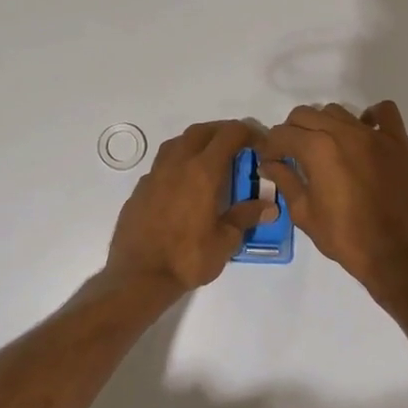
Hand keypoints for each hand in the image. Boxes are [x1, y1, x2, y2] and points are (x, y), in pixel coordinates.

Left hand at [105, 120, 277, 295]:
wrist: (138, 276)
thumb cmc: (187, 258)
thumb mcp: (225, 241)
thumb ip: (246, 217)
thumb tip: (269, 206)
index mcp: (203, 172)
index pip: (229, 134)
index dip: (248, 132)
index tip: (260, 144)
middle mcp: (177, 164)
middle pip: (201, 131)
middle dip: (222, 132)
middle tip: (238, 146)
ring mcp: (154, 175)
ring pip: (177, 143)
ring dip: (197, 142)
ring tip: (210, 159)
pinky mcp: (140, 189)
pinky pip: (162, 164)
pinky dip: (178, 163)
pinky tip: (183, 184)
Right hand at [258, 102, 407, 296]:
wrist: (394, 253)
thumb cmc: (344, 236)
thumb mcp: (304, 212)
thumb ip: (285, 180)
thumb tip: (269, 163)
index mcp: (317, 148)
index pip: (282, 133)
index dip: (270, 147)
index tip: (270, 160)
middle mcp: (343, 132)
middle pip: (306, 115)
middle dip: (293, 132)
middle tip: (294, 155)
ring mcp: (374, 134)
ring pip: (339, 112)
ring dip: (325, 125)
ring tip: (327, 148)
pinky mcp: (398, 141)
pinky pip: (384, 112)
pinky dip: (371, 117)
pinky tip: (364, 134)